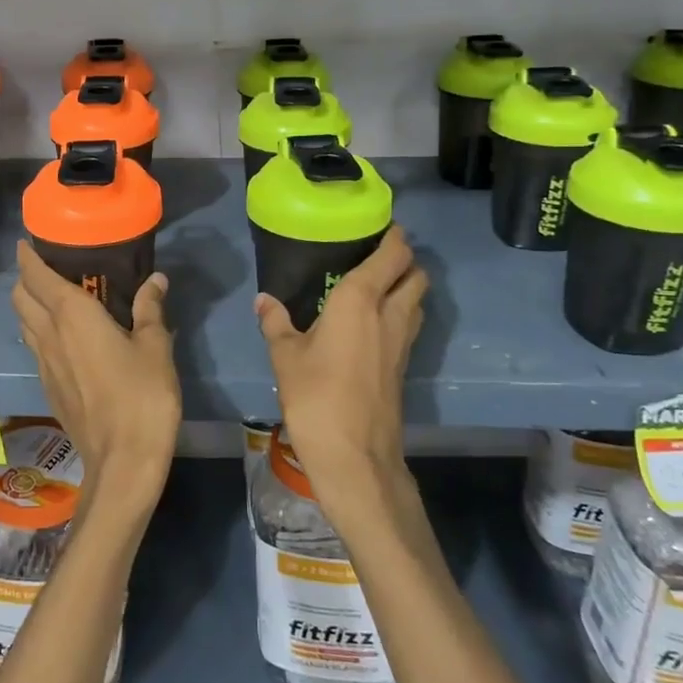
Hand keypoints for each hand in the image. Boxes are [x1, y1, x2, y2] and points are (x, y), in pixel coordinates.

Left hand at [12, 241, 181, 515]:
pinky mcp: (49, 389)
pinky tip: (66, 339)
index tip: (26, 242)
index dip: (27, 257)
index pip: (37, 277)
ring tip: (54, 299)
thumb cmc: (142, 396)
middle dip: (25, 279)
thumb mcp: (155, 347)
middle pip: (20, 298)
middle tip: (47, 269)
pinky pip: (35, 348)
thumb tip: (155, 279)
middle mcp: (50, 335)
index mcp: (72, 316)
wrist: (122, 462)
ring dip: (30, 306)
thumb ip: (150, 309)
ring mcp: (44, 365)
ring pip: (24, 324)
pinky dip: (40, 332)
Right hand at [254, 227, 426, 510]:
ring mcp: (403, 342)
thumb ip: (276, 322)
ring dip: (406, 287)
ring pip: (418, 301)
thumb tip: (264, 300)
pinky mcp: (403, 366)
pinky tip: (372, 324)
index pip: (393, 254)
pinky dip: (400, 313)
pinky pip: (409, 325)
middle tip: (375, 256)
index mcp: (361, 300)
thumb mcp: (285, 356)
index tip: (379, 226)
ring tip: (375, 286)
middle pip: (416, 274)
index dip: (393, 236)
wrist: (355, 456)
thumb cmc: (316, 397)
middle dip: (404, 260)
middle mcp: (390, 314)